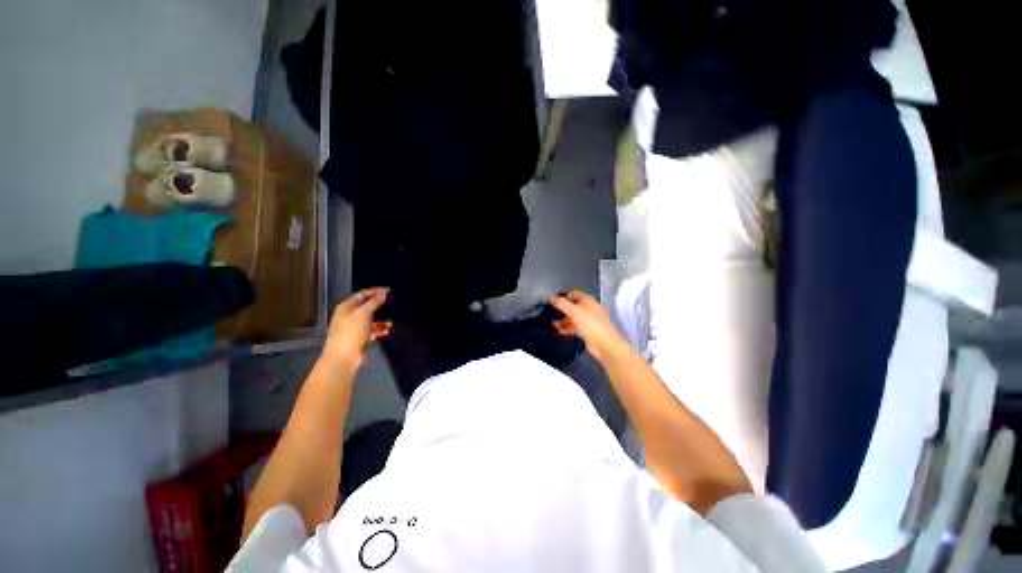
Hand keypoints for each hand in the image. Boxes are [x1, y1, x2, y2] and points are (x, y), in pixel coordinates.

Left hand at [322, 288, 391, 369]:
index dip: (375, 291)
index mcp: (346, 307)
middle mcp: (348, 315)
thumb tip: (383, 294)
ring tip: (391, 320)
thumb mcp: (363, 314)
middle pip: (366, 306)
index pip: (362, 294)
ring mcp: (353, 327)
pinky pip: (372, 330)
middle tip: (392, 303)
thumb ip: (373, 303)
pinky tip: (387, 330)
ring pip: (370, 319)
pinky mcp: (359, 338)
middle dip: (379, 305)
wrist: (343, 358)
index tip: (389, 291)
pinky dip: (379, 329)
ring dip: (381, 319)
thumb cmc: (351, 332)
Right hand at [550, 290, 627, 362]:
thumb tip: (553, 297)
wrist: (604, 343)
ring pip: (574, 318)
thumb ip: (561, 303)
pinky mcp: (588, 331)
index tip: (554, 299)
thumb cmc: (592, 324)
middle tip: (552, 312)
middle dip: (563, 309)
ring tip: (553, 323)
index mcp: (588, 300)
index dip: (564, 295)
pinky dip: (568, 328)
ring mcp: (589, 321)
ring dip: (564, 320)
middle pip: (573, 306)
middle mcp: (590, 309)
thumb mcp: (573, 311)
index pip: (574, 293)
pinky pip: (576, 327)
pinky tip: (560, 331)